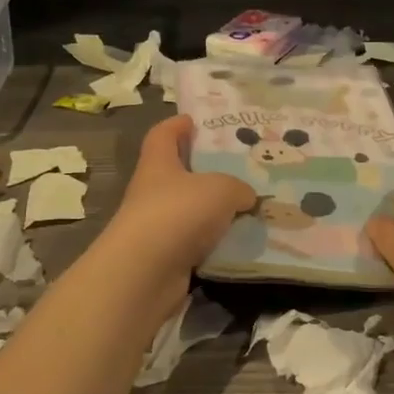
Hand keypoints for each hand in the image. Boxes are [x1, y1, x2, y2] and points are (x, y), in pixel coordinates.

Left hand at [100, 116, 255, 275]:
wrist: (145, 273)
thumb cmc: (178, 212)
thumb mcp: (221, 188)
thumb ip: (238, 187)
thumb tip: (246, 196)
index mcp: (158, 163)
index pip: (163, 135)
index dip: (177, 125)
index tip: (195, 121)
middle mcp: (153, 191)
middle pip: (178, 174)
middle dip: (205, 171)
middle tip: (239, 168)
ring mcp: (157, 226)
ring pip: (190, 211)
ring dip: (214, 211)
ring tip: (248, 207)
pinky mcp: (166, 258)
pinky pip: (196, 243)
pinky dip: (215, 242)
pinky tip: (240, 242)